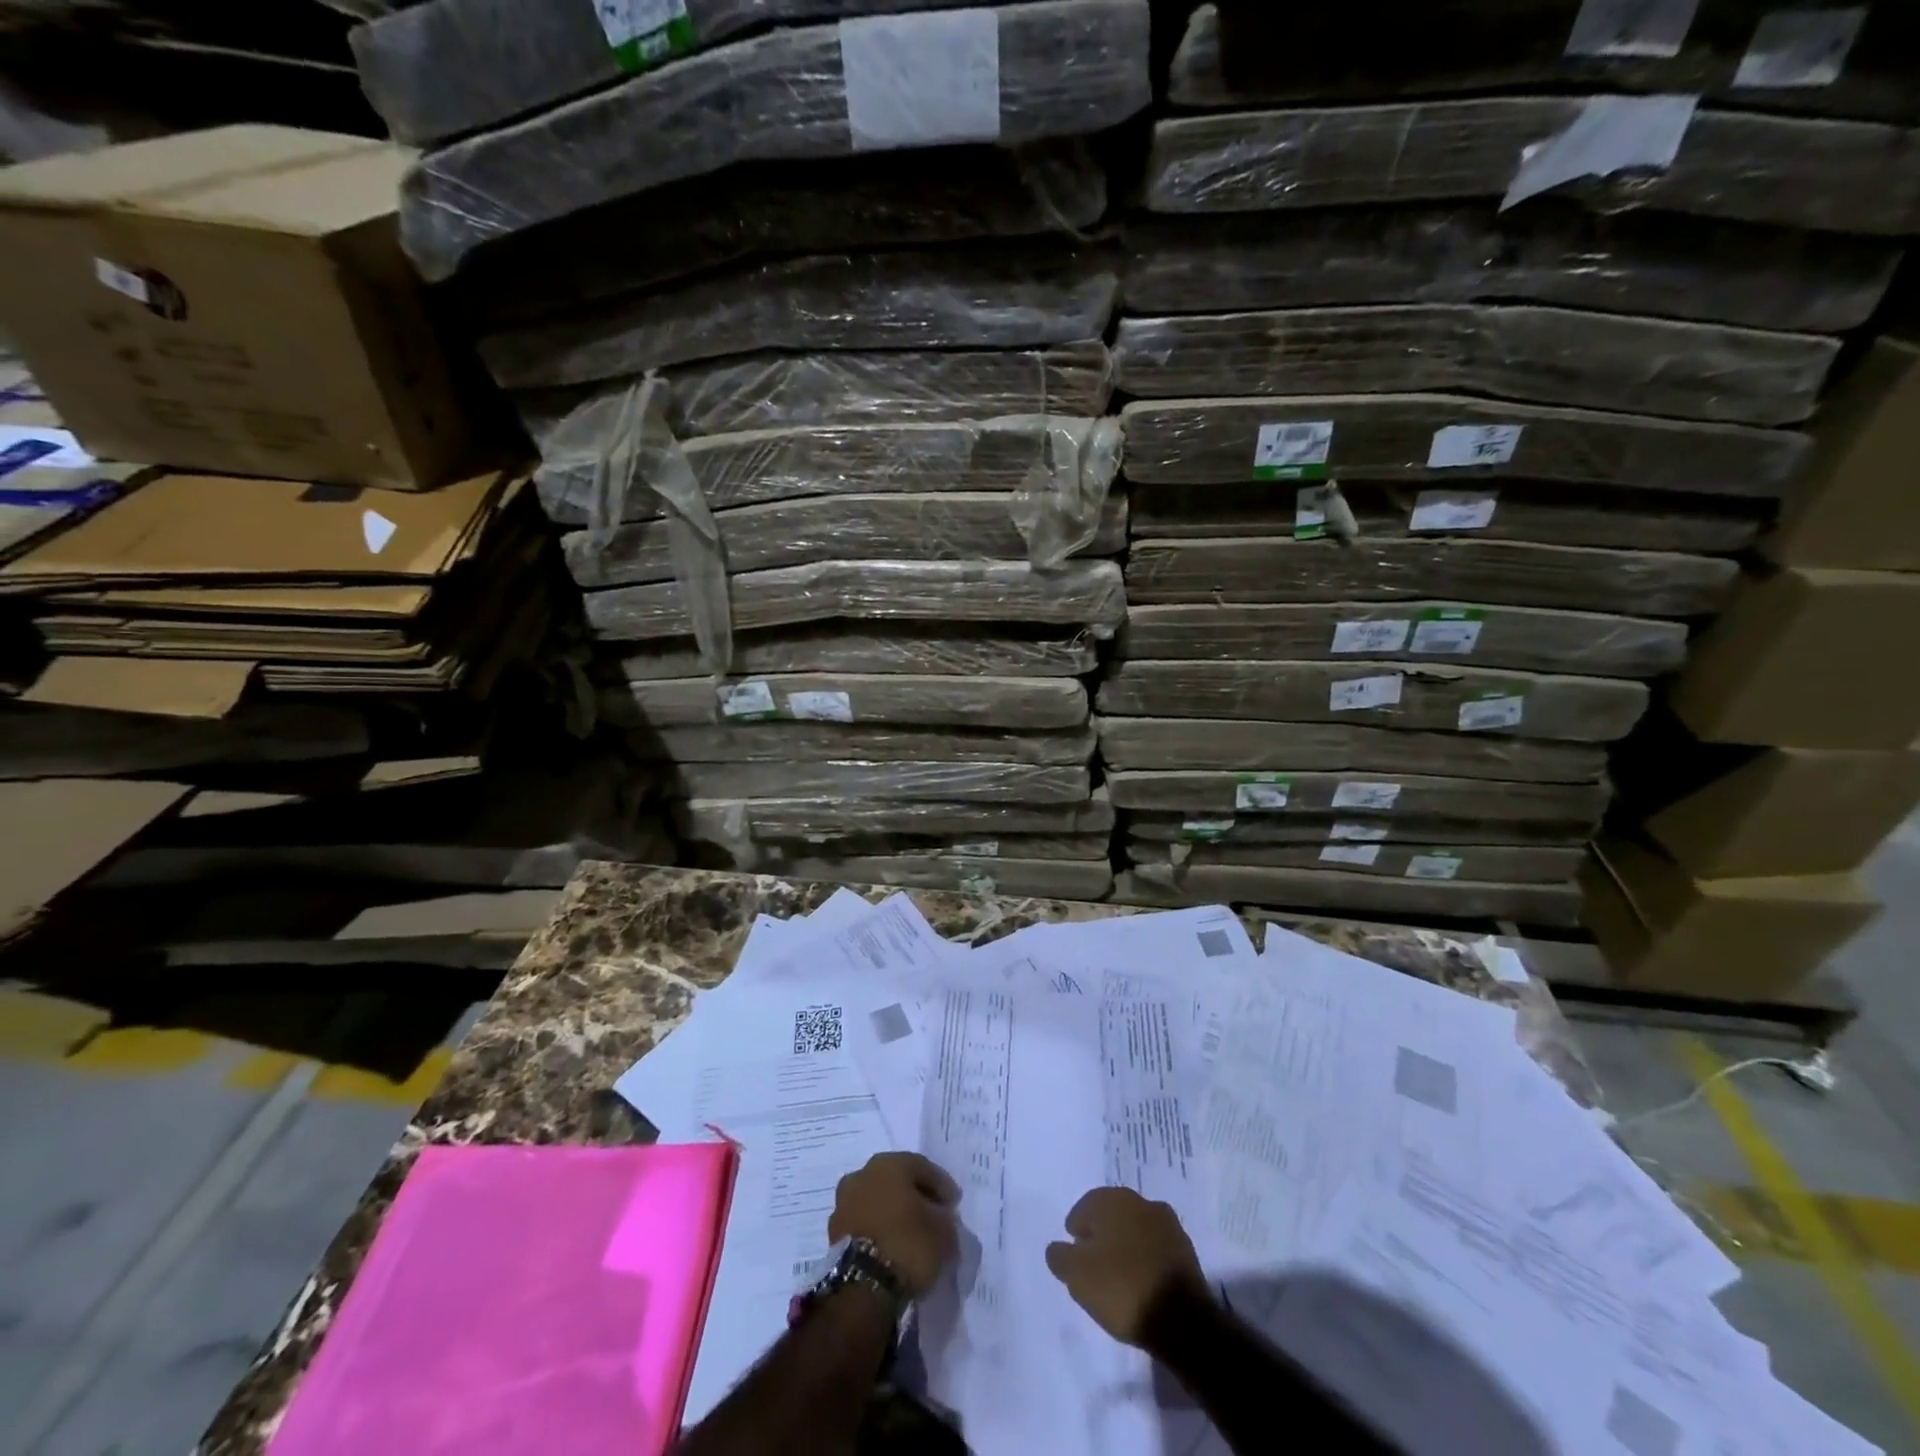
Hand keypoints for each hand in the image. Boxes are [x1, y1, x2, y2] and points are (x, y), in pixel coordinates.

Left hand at [828, 1152, 960, 1297]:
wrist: (863, 1287)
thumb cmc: (908, 1245)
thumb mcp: (943, 1233)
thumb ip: (944, 1219)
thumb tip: (939, 1219)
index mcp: (890, 1163)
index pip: (922, 1167)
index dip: (941, 1186)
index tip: (953, 1204)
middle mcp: (863, 1173)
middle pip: (895, 1180)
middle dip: (913, 1195)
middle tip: (931, 1214)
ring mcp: (844, 1202)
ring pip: (876, 1199)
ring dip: (892, 1211)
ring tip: (909, 1233)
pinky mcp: (833, 1232)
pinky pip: (863, 1222)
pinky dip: (877, 1229)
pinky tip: (890, 1245)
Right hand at [1045, 1187, 1205, 1345]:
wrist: (1182, 1321)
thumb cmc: (1122, 1289)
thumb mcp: (1078, 1277)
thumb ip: (1060, 1257)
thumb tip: (1056, 1248)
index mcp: (1114, 1200)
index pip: (1086, 1207)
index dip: (1077, 1229)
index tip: (1073, 1251)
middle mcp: (1141, 1202)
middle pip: (1112, 1215)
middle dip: (1101, 1233)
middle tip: (1092, 1261)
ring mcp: (1168, 1224)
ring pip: (1136, 1229)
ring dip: (1125, 1244)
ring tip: (1117, 1274)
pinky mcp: (1186, 1250)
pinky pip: (1155, 1247)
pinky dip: (1145, 1258)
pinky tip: (1140, 1280)